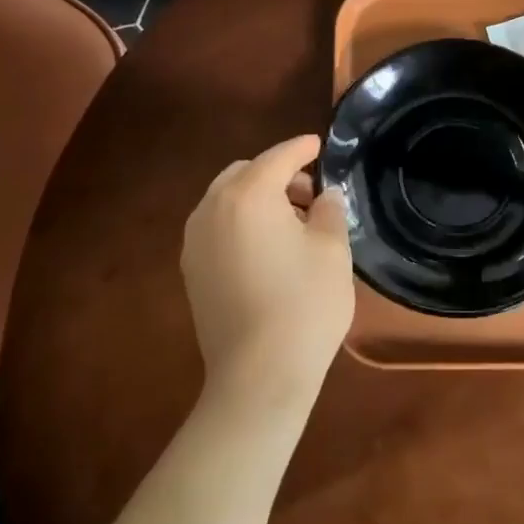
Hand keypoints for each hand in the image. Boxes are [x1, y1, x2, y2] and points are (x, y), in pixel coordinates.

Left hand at [181, 135, 353, 410]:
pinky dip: (240, 222)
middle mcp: (212, 209)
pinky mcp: (192, 271)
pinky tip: (267, 248)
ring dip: (257, 198)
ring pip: (226, 199)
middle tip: (310, 194)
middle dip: (277, 174)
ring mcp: (195, 242)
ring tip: (292, 223)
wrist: (257, 378)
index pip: (278, 157)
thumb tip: (324, 196)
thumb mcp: (332, 251)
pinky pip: (217, 227)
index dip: (301, 148)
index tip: (318, 144)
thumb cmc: (303, 305)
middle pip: (245, 173)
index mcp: (248, 195)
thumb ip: (329, 210)